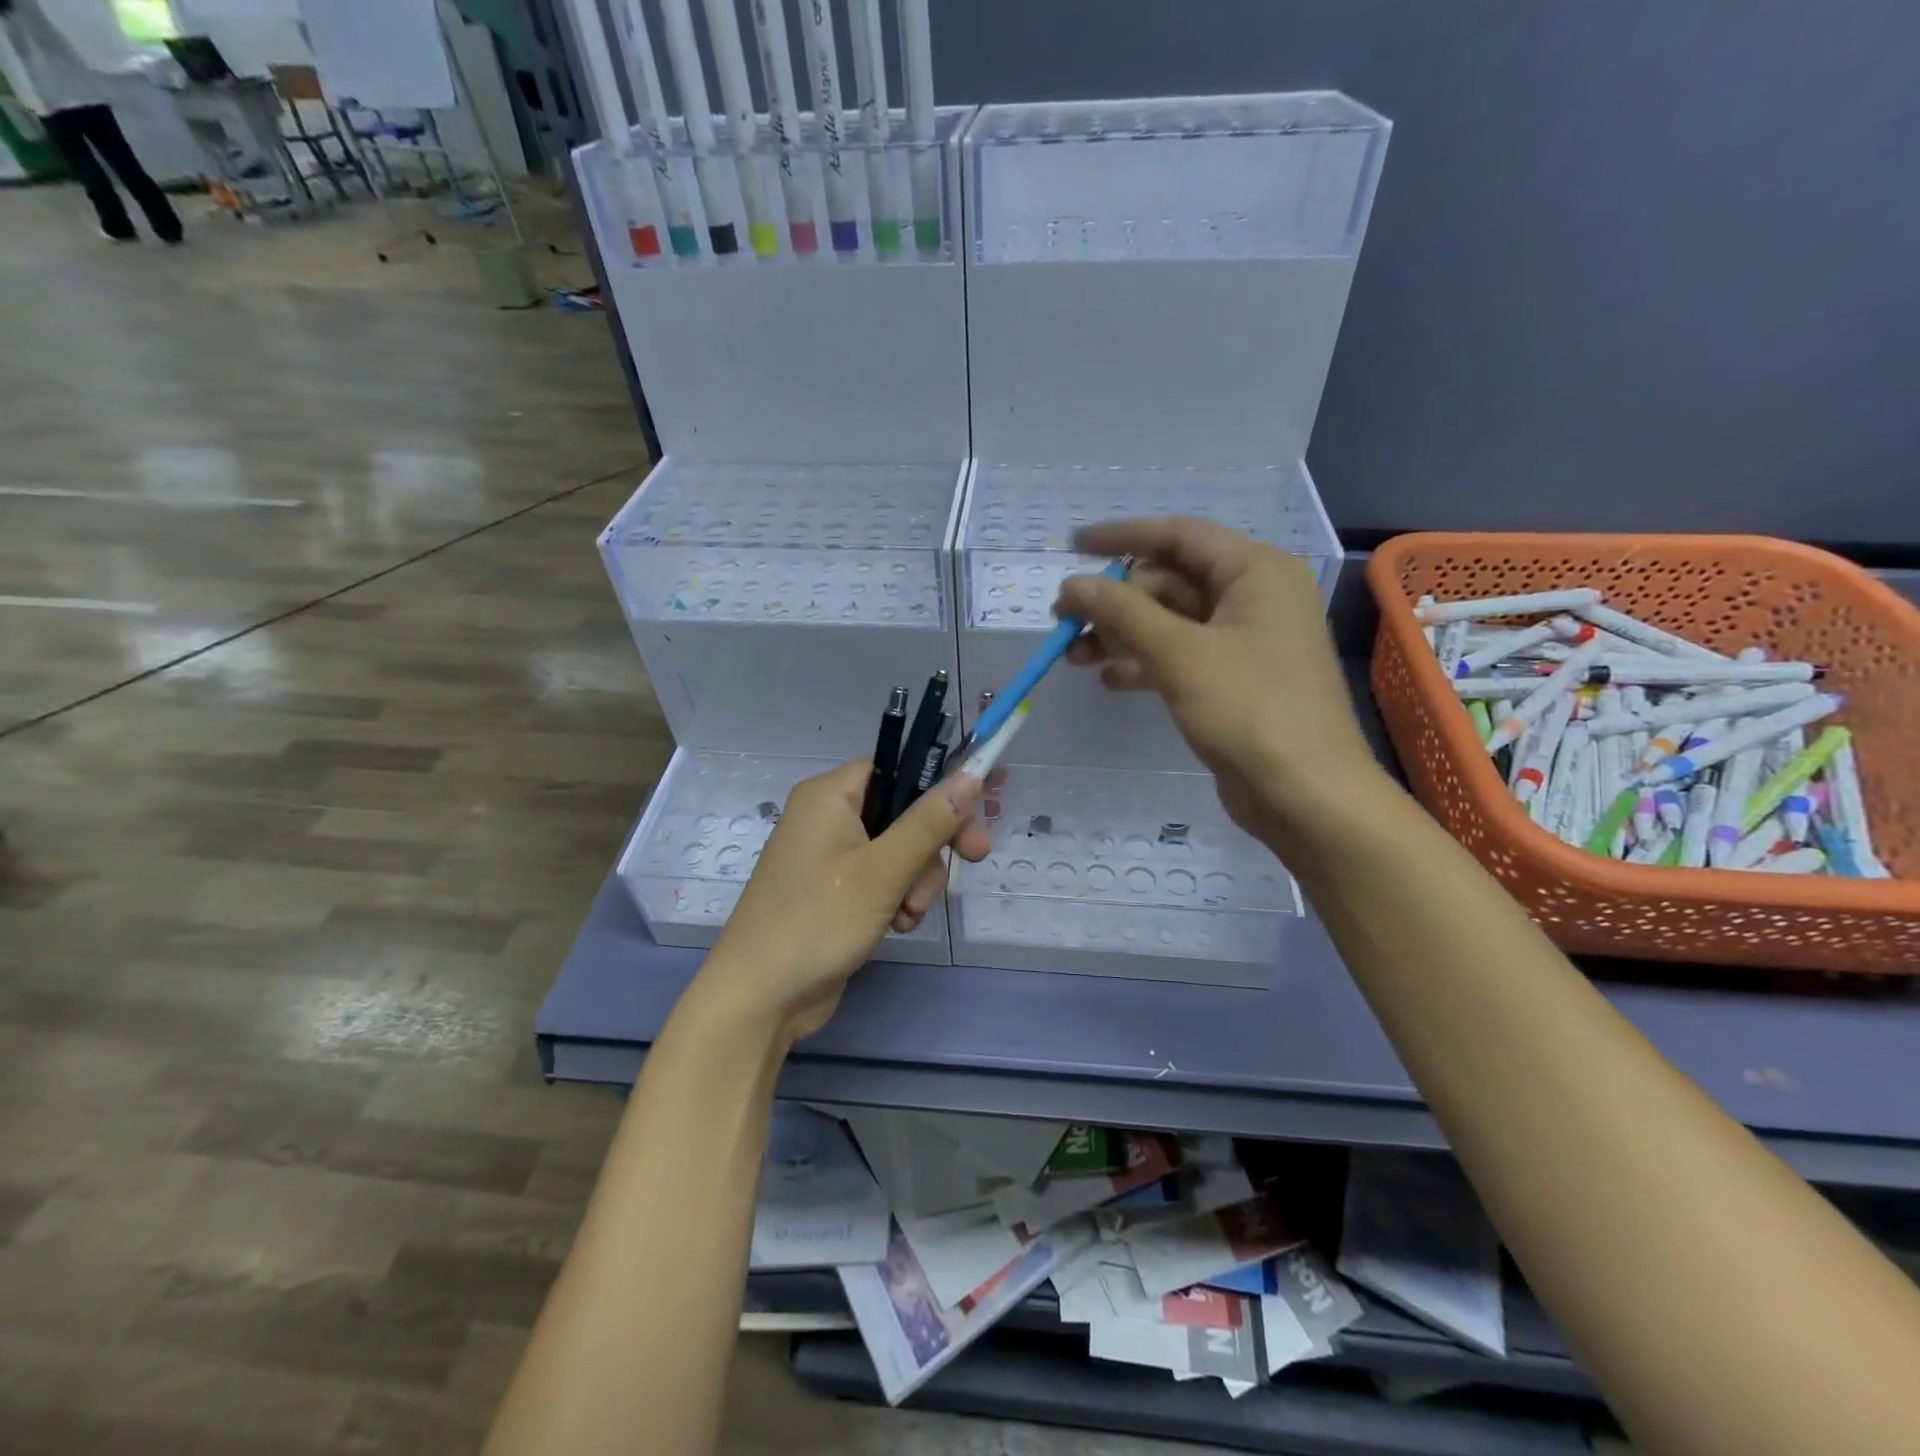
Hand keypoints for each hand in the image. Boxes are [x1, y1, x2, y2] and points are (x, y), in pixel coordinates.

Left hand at [695, 762, 989, 1043]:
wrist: (760, 998)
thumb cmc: (818, 921)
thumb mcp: (883, 870)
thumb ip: (930, 822)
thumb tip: (972, 773)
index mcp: (830, 795)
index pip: (898, 767)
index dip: (940, 785)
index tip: (981, 809)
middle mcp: (827, 816)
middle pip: (903, 810)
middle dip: (932, 844)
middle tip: (973, 859)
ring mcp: (829, 855)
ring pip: (899, 849)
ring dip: (917, 880)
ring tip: (908, 914)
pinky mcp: (834, 889)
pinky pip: (882, 877)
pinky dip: (898, 897)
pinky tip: (897, 925)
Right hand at [1056, 517, 1380, 845]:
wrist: (1307, 795)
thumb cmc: (1250, 710)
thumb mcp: (1180, 654)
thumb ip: (1123, 613)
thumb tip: (1072, 585)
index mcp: (1255, 571)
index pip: (1178, 535)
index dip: (1121, 537)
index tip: (1073, 545)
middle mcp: (1254, 596)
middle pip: (1170, 581)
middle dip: (1115, 600)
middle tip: (1064, 622)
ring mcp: (1246, 640)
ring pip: (1171, 622)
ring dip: (1122, 635)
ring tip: (1074, 657)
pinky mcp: (1235, 679)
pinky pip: (1181, 655)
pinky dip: (1145, 663)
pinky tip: (1111, 681)